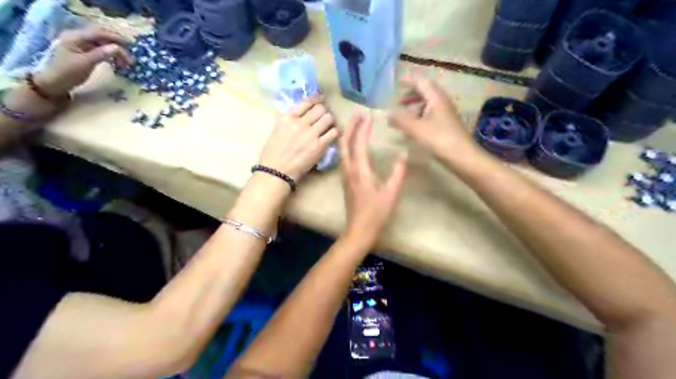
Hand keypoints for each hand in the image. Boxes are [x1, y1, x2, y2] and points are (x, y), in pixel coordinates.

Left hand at [36, 27, 132, 93]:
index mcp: (75, 37)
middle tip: (129, 55)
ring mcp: (80, 45)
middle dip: (117, 44)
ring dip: (115, 51)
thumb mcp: (86, 63)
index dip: (115, 37)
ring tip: (125, 62)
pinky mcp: (84, 52)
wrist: (55, 83)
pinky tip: (116, 62)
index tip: (130, 45)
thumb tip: (118, 48)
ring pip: (102, 44)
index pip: (98, 33)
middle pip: (101, 36)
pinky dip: (110, 55)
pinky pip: (100, 50)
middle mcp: (78, 37)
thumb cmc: (68, 72)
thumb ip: (102, 54)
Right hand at [258, 96, 337, 180]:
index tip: (321, 101)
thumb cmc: (272, 154)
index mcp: (287, 117)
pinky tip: (333, 135)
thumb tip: (302, 116)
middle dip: (325, 111)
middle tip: (325, 117)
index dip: (317, 100)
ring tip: (329, 126)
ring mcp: (310, 134)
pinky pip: (333, 133)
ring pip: (328, 118)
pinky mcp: (319, 146)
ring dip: (330, 121)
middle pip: (320, 109)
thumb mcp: (277, 130)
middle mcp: (300, 122)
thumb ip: (290, 121)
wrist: (276, 171)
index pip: (307, 102)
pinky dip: (335, 132)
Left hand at [337, 112, 405, 243]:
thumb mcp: (391, 194)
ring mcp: (345, 176)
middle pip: (345, 143)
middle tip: (359, 113)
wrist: (359, 230)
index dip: (363, 128)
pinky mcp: (346, 181)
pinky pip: (344, 157)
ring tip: (357, 124)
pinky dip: (348, 144)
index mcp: (360, 171)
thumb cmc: (376, 214)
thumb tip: (403, 154)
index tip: (369, 114)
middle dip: (351, 126)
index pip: (359, 144)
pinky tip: (354, 144)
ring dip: (348, 134)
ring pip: (342, 149)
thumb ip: (398, 173)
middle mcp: (349, 170)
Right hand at [389, 79, 477, 157]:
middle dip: (411, 96)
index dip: (409, 82)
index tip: (397, 85)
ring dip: (414, 110)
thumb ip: (400, 120)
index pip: (422, 83)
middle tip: (399, 103)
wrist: (462, 157)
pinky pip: (430, 118)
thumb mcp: (416, 129)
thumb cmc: (440, 139)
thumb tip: (388, 114)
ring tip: (402, 120)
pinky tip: (411, 132)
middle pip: (426, 93)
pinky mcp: (446, 127)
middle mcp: (442, 103)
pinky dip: (419, 120)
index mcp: (436, 99)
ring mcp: (445, 115)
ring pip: (428, 106)